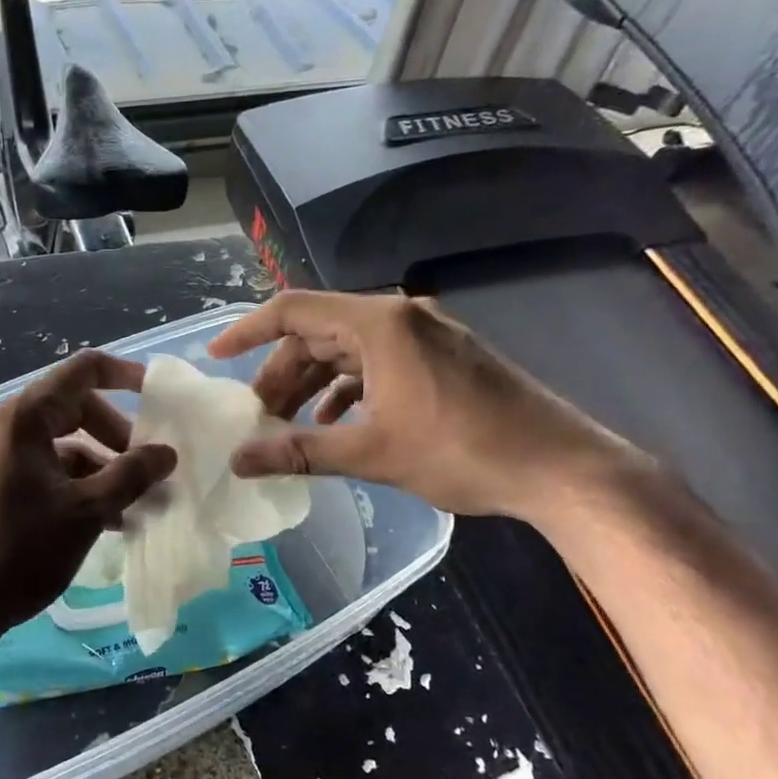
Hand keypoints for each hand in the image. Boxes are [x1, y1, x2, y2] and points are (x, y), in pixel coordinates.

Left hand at [0, 350, 175, 654]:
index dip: (124, 375)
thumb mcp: (85, 512)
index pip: (82, 371)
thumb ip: (131, 476)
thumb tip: (166, 452)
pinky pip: (39, 473)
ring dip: (98, 470)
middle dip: (115, 436)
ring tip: (131, 508)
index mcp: (24, 418)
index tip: (157, 396)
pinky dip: (72, 488)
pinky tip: (99, 525)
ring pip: (57, 448)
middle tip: (146, 470)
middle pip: (72, 410)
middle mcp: (3, 428)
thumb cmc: (17, 551)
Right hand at [208, 291, 635, 521]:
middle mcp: (399, 315)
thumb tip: (239, 461)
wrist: (561, 468)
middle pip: (318, 332)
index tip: (216, 355)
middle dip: (280, 373)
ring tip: (287, 426)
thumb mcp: (372, 453)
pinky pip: (377, 362)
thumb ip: (300, 451)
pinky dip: (348, 389)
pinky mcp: (441, 357)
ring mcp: (424, 334)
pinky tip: (335, 424)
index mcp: (379, 324)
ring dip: (312, 384)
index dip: (248, 331)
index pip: (293, 310)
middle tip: (257, 418)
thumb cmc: (463, 452)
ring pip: (346, 350)